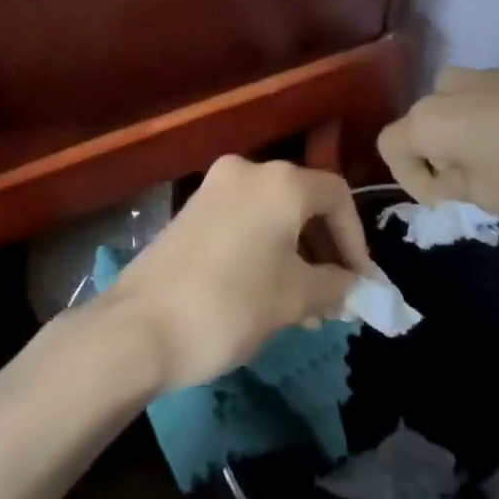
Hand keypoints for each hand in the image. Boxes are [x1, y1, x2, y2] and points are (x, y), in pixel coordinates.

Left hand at [109, 156, 371, 391]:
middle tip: (335, 298)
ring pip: (274, 214)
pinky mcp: (192, 210)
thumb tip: (355, 287)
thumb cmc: (231, 304)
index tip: (360, 283)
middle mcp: (249, 171)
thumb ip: (336, 286)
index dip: (356, 239)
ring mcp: (215, 187)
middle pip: (305, 201)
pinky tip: (269, 294)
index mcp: (281, 182)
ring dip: (297, 255)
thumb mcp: (295, 298)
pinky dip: (266, 249)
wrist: (138, 327)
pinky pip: (245, 221)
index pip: (337, 196)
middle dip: (326, 251)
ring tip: (305, 309)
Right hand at [378, 63, 498, 215]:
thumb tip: (444, 175)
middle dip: (439, 163)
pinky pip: (478, 105)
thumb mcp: (492, 194)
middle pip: (420, 129)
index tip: (449, 201)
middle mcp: (442, 89)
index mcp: (427, 119)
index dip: (410, 181)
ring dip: (462, 145)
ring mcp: (477, 75)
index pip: (389, 147)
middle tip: (476, 191)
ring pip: (451, 116)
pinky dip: (486, 129)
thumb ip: (453, 187)